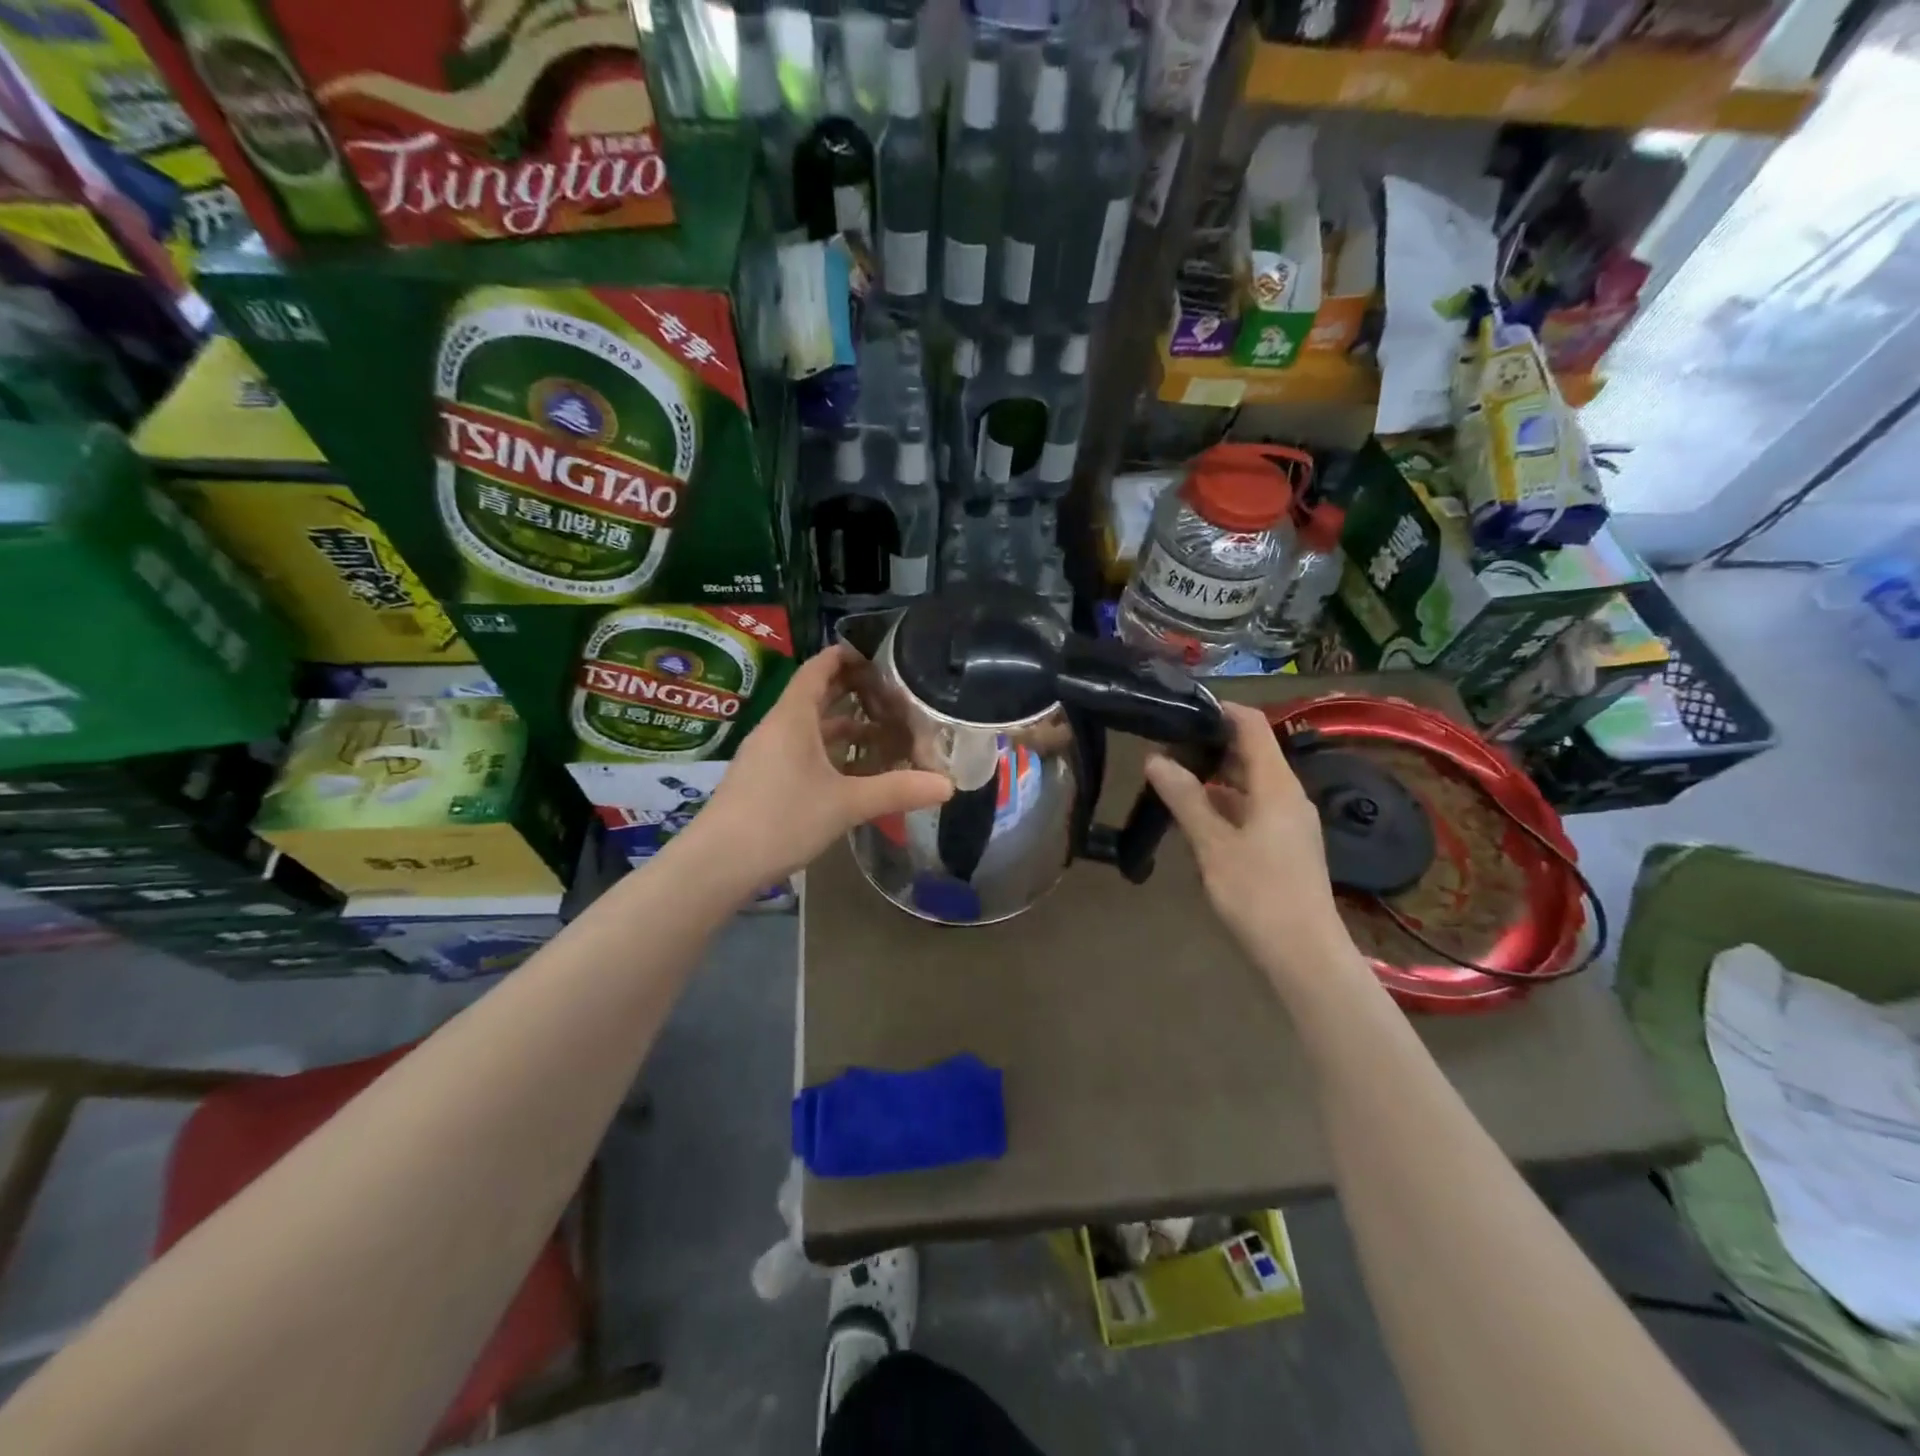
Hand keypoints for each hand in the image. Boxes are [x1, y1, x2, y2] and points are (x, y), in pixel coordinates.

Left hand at [690, 644, 952, 885]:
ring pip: (810, 728)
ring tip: (883, 732)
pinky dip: (830, 752)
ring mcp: (768, 755)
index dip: (846, 656)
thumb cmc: (781, 819)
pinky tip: (854, 771)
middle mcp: (778, 728)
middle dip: (853, 692)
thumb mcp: (846, 804)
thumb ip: (897, 790)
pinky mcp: (765, 780)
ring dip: (844, 726)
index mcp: (793, 717)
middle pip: (816, 696)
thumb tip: (948, 786)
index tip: (879, 656)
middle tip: (893, 695)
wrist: (718, 864)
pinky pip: (803, 752)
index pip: (819, 668)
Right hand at [1144, 703, 1352, 983]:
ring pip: (1248, 783)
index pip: (1252, 725)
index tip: (1179, 710)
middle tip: (1163, 747)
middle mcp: (1287, 795)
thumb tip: (1155, 759)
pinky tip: (1193, 818)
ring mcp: (1288, 822)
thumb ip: (1185, 799)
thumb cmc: (1259, 894)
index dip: (1219, 710)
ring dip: (1213, 777)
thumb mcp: (1214, 845)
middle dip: (1208, 745)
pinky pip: (1251, 809)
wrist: (1304, 956)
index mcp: (1277, 785)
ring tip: (1170, 779)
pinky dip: (1223, 804)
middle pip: (1250, 753)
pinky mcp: (1283, 846)